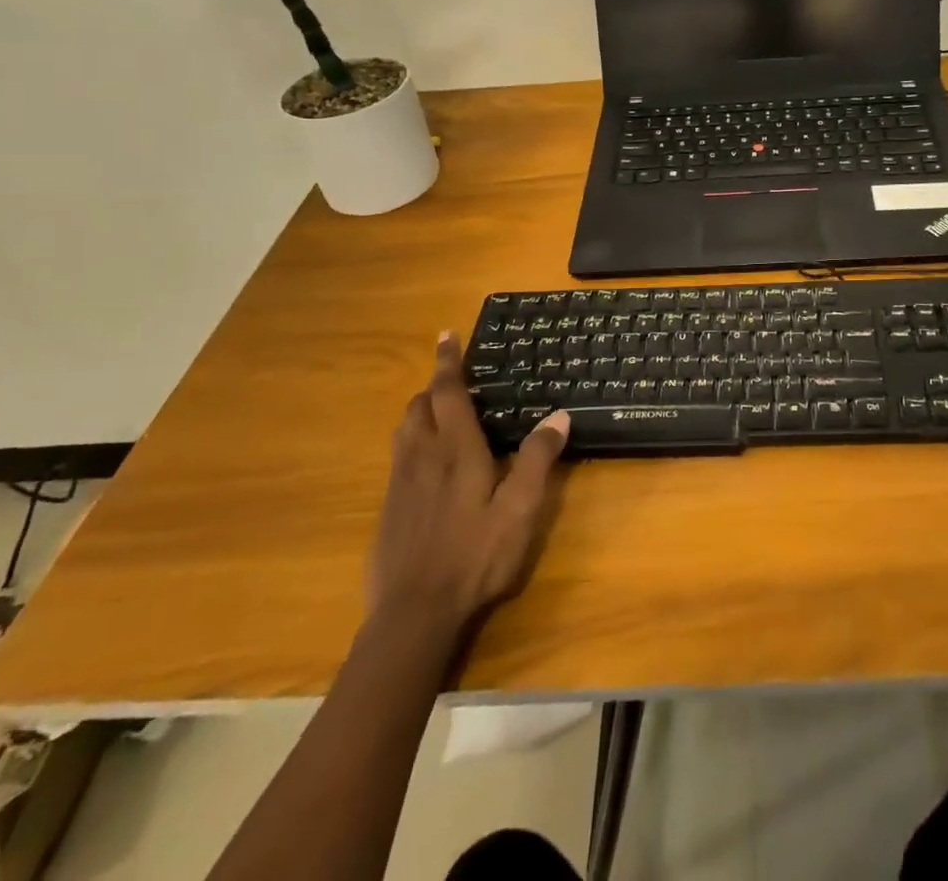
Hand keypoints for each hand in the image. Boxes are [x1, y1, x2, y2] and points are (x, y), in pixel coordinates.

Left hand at [367, 333, 570, 638]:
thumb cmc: (475, 556)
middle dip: (434, 386)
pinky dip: (412, 442)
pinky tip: (428, 466)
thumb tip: (559, 415)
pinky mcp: (388, 507)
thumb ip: (538, 459)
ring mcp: (400, 482)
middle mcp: (422, 456)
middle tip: (454, 383)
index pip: (447, 391)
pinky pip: (398, 457)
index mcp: (455, 449)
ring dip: (420, 412)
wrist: (414, 614)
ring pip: (404, 429)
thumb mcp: (520, 510)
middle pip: (419, 405)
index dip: (448, 361)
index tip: (446, 334)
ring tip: (440, 415)